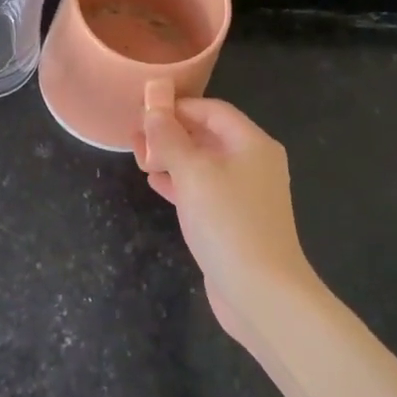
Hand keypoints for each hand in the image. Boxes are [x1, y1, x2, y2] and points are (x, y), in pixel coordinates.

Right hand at [132, 97, 320, 336]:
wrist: (261, 291)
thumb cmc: (228, 222)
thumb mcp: (193, 173)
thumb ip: (170, 139)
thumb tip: (153, 110)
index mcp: (251, 144)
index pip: (212, 111)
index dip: (178, 106)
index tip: (143, 109)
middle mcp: (252, 164)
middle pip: (208, 136)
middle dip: (171, 132)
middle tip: (135, 135)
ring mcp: (244, 194)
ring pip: (203, 164)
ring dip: (171, 157)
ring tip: (138, 156)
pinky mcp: (233, 220)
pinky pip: (203, 190)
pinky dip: (179, 183)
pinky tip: (155, 183)